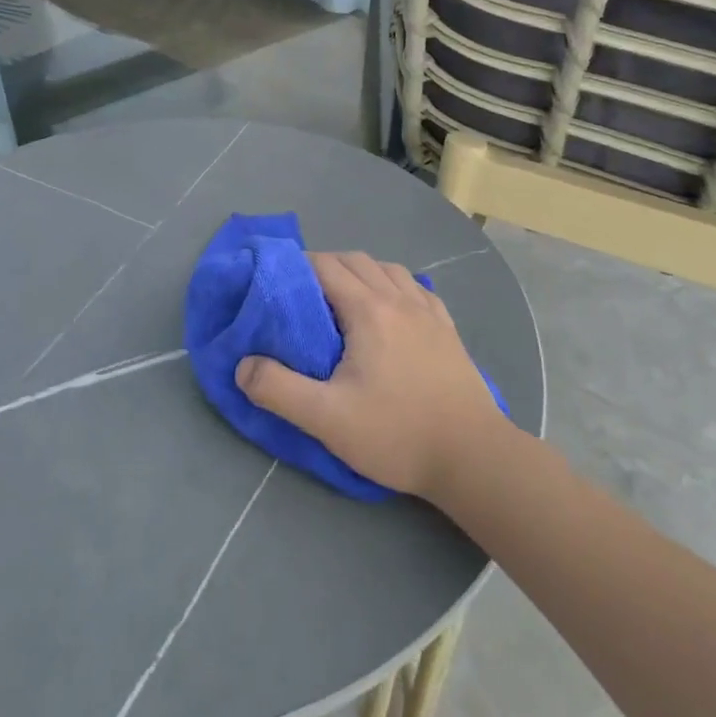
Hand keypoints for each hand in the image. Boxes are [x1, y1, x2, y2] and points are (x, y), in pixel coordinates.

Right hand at [236, 251, 505, 499]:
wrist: (472, 455)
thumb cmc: (396, 433)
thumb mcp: (327, 419)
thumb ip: (278, 389)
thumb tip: (243, 366)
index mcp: (369, 310)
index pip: (326, 266)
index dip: (297, 265)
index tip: (275, 280)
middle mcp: (400, 299)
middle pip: (356, 261)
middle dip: (325, 266)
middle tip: (301, 294)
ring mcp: (428, 311)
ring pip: (388, 269)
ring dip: (360, 272)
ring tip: (342, 299)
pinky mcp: (447, 328)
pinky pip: (416, 288)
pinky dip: (394, 285)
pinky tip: (391, 307)